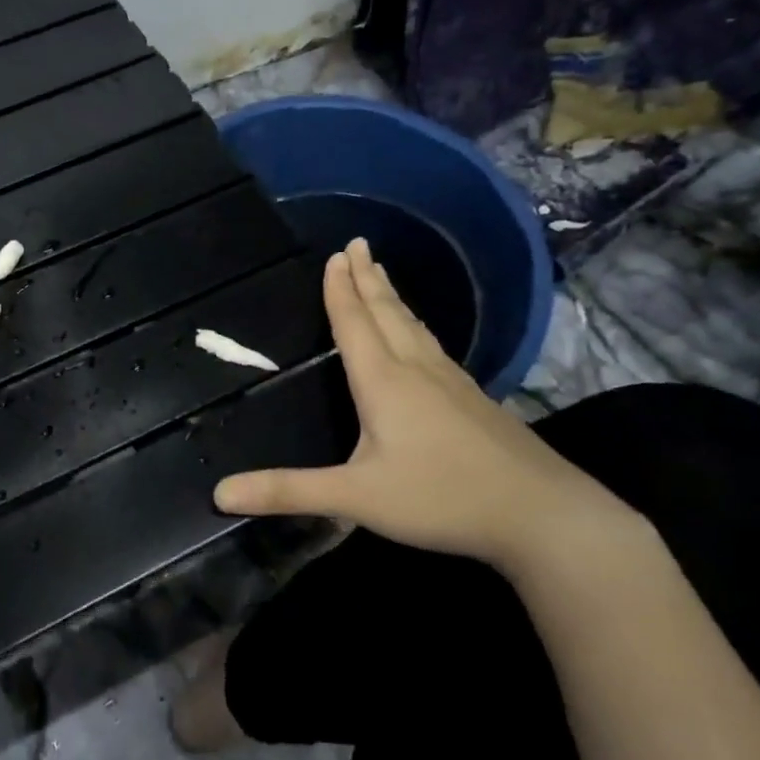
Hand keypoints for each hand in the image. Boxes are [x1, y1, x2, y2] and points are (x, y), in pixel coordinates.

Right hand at [214, 239, 644, 571]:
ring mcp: (452, 382)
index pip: (355, 324)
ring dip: (393, 298)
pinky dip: (416, 326)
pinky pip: (434, 347)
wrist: (539, 514)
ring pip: (415, 327)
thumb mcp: (355, 498)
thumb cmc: (440, 498)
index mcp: (384, 381)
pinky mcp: (475, 400)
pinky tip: (422, 339)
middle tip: (358, 245)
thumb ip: (288, 492)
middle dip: (368, 279)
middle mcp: (417, 370)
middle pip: (387, 313)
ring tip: (382, 276)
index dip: (341, 290)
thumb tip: (219, 492)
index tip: (336, 254)